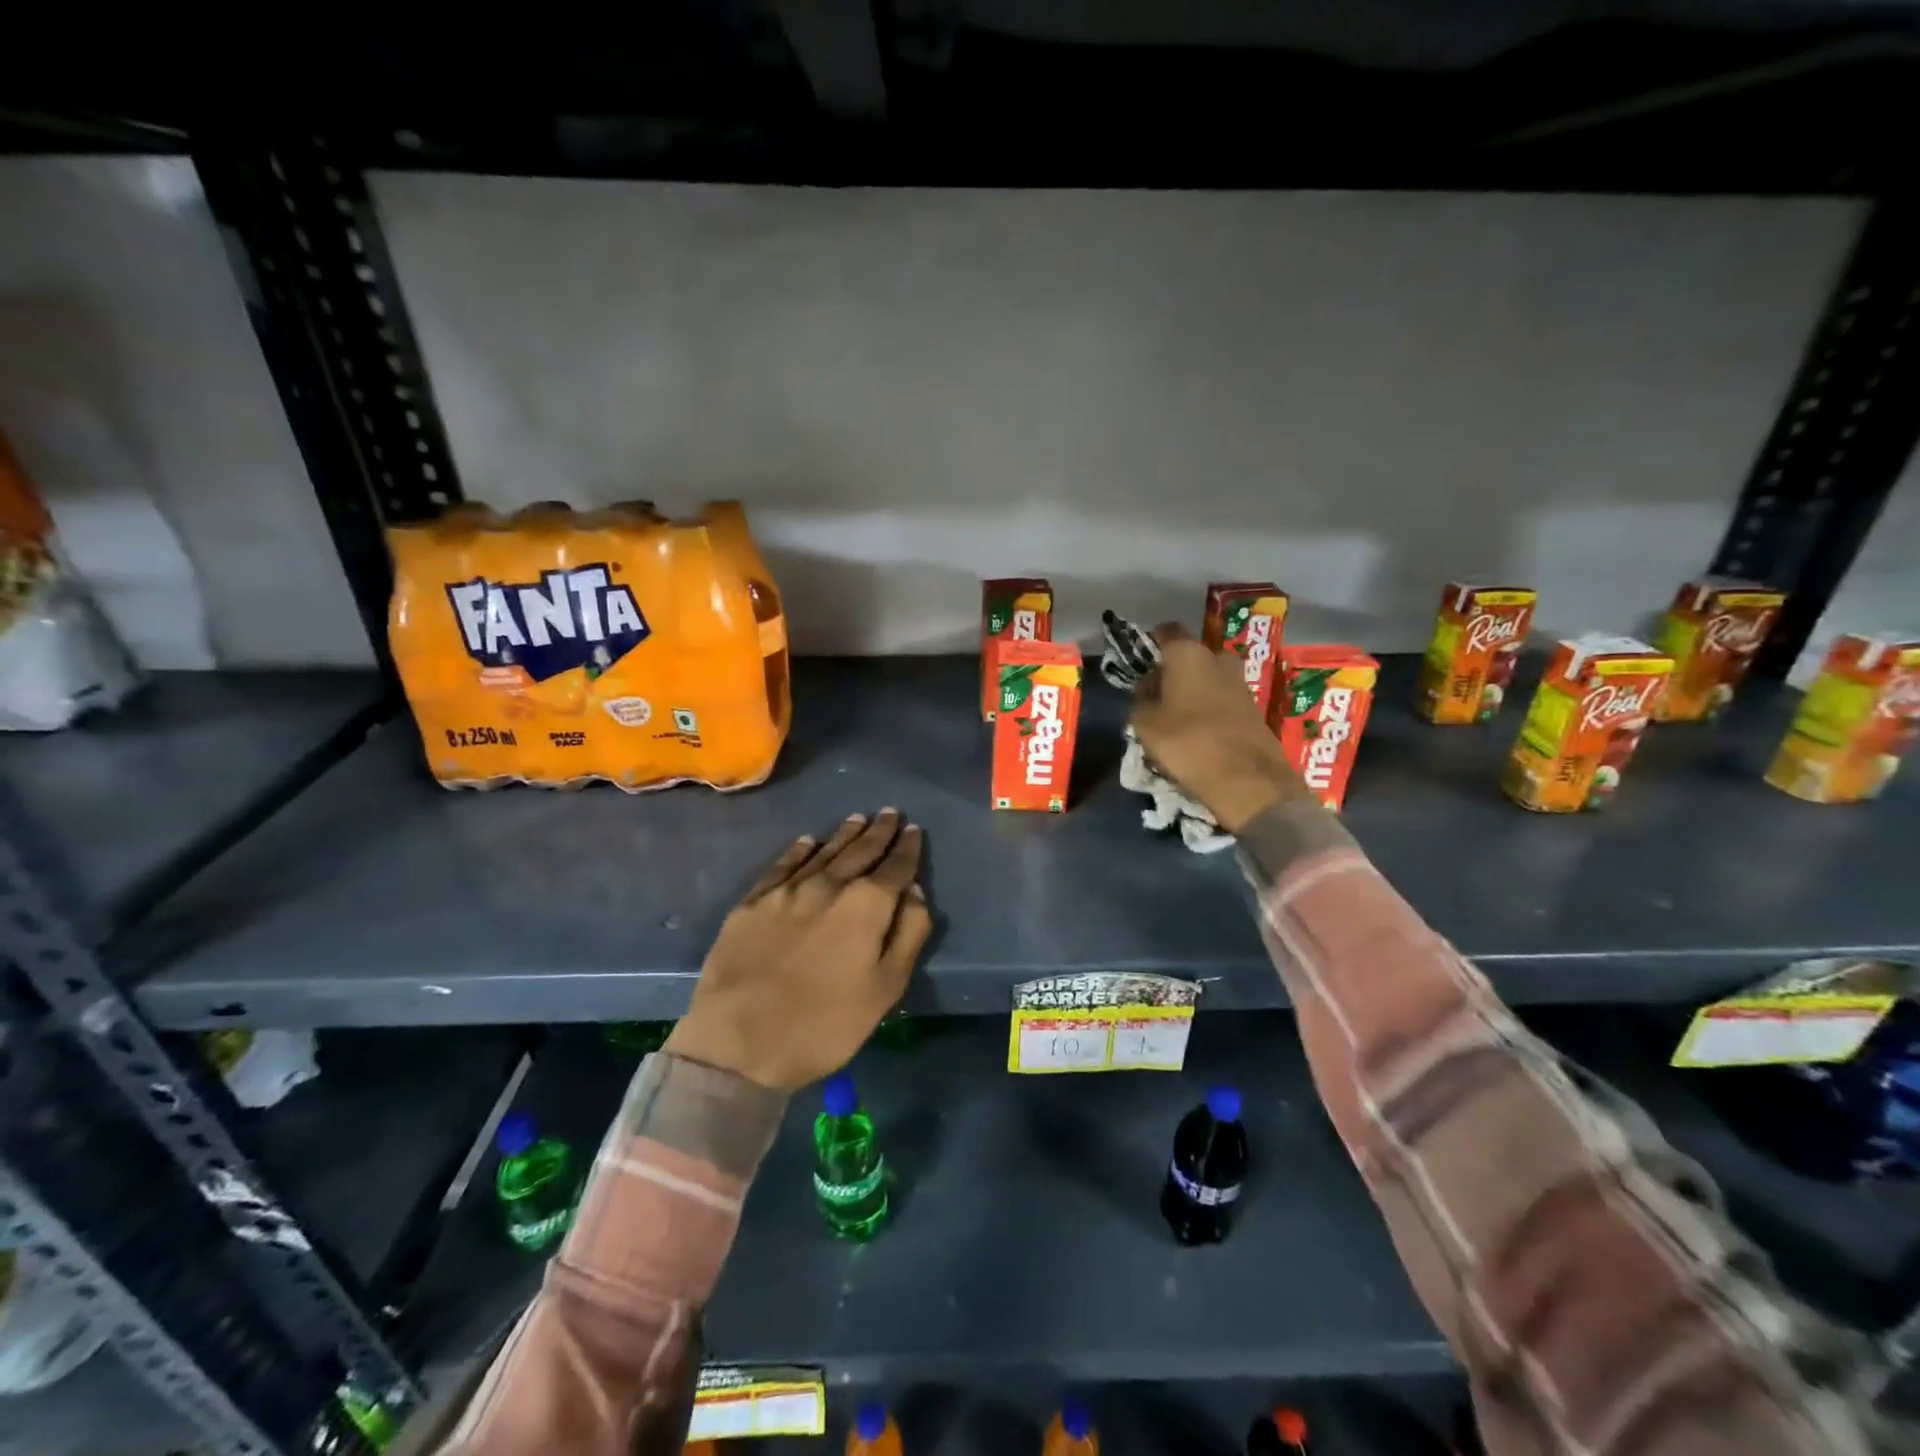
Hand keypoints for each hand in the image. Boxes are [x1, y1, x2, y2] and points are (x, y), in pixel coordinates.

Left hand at [664, 809, 930, 1090]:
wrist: (739, 1042)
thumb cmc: (825, 1025)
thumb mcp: (885, 988)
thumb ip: (908, 933)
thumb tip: (915, 890)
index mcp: (866, 905)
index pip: (895, 867)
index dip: (908, 848)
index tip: (914, 830)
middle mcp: (828, 886)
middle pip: (860, 851)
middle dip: (879, 832)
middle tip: (891, 813)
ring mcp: (786, 891)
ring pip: (823, 852)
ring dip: (845, 834)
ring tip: (859, 818)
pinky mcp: (752, 903)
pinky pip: (782, 865)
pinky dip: (799, 850)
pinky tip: (808, 841)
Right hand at [1129, 623, 1307, 832]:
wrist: (1247, 780)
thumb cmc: (1187, 743)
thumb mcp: (1145, 724)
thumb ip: (1140, 699)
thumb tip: (1146, 689)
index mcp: (1188, 653)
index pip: (1166, 631)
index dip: (1150, 644)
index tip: (1139, 664)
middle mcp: (1218, 659)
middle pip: (1189, 656)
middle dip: (1173, 671)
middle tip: (1155, 696)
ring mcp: (1240, 683)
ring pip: (1207, 678)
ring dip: (1191, 692)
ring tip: (1173, 719)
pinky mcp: (1253, 708)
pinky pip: (1221, 700)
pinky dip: (1208, 709)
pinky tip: (1196, 732)